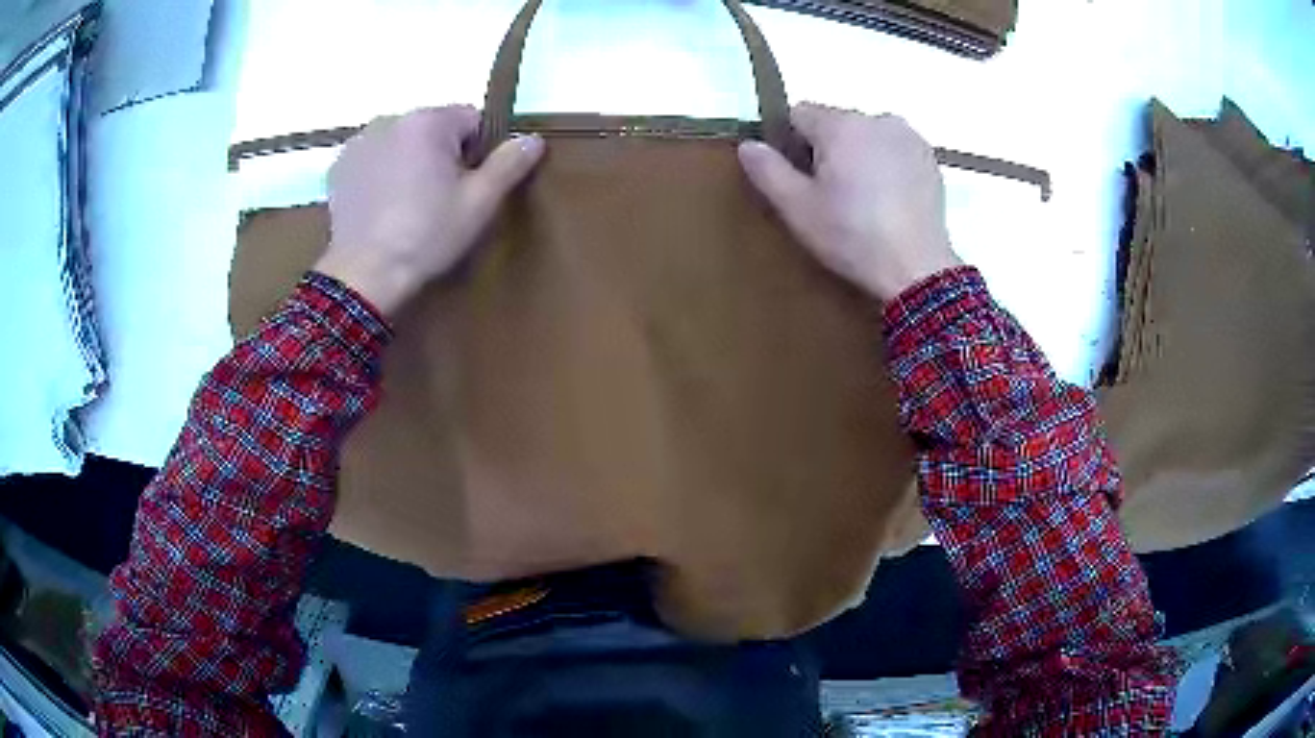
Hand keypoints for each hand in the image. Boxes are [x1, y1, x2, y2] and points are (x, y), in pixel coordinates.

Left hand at [314, 105, 544, 315]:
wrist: (364, 276)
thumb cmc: (426, 237)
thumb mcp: (479, 204)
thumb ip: (509, 164)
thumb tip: (532, 139)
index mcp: (428, 121)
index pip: (471, 119)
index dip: (478, 152)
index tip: (468, 186)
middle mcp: (390, 119)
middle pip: (433, 128)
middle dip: (441, 154)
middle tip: (438, 200)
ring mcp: (359, 142)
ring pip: (401, 142)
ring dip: (409, 161)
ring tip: (406, 205)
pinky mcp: (339, 167)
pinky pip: (372, 158)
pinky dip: (380, 172)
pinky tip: (381, 205)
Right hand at [738, 103, 960, 301]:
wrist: (918, 268)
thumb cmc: (852, 237)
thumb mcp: (798, 209)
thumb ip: (768, 171)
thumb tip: (748, 144)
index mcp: (841, 125)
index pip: (799, 114)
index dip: (792, 144)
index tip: (801, 179)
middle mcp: (877, 119)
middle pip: (836, 124)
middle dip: (828, 150)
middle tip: (833, 197)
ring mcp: (908, 137)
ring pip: (866, 136)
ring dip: (858, 156)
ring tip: (864, 201)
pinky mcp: (929, 158)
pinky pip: (894, 150)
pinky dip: (886, 165)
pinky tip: (889, 201)